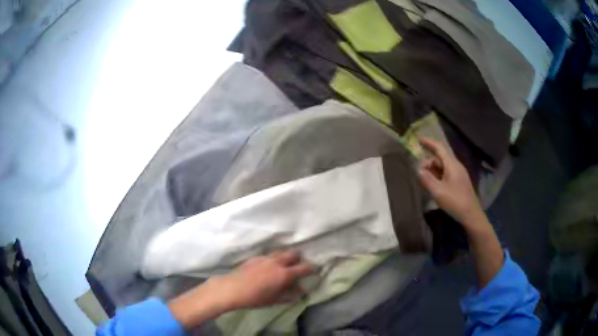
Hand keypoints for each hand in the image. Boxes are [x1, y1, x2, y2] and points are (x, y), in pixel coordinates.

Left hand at [169, 251, 313, 327]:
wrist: (232, 288)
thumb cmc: (255, 298)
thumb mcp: (275, 300)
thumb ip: (290, 295)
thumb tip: (301, 291)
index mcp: (284, 274)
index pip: (303, 268)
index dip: (311, 268)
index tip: (315, 268)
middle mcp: (276, 262)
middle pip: (293, 254)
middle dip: (298, 258)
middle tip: (299, 265)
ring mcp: (265, 258)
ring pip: (280, 252)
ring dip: (286, 257)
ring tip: (284, 264)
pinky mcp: (255, 257)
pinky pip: (269, 255)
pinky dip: (274, 258)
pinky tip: (269, 266)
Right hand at [417, 138, 482, 225]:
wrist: (471, 215)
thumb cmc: (455, 201)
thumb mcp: (438, 191)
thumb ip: (427, 179)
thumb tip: (418, 170)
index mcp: (452, 165)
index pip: (440, 148)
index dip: (429, 143)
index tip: (419, 140)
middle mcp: (456, 166)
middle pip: (440, 158)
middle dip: (428, 162)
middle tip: (419, 172)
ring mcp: (459, 174)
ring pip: (443, 167)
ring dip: (433, 171)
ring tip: (424, 180)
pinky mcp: (459, 182)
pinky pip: (446, 174)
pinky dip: (438, 176)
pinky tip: (433, 185)